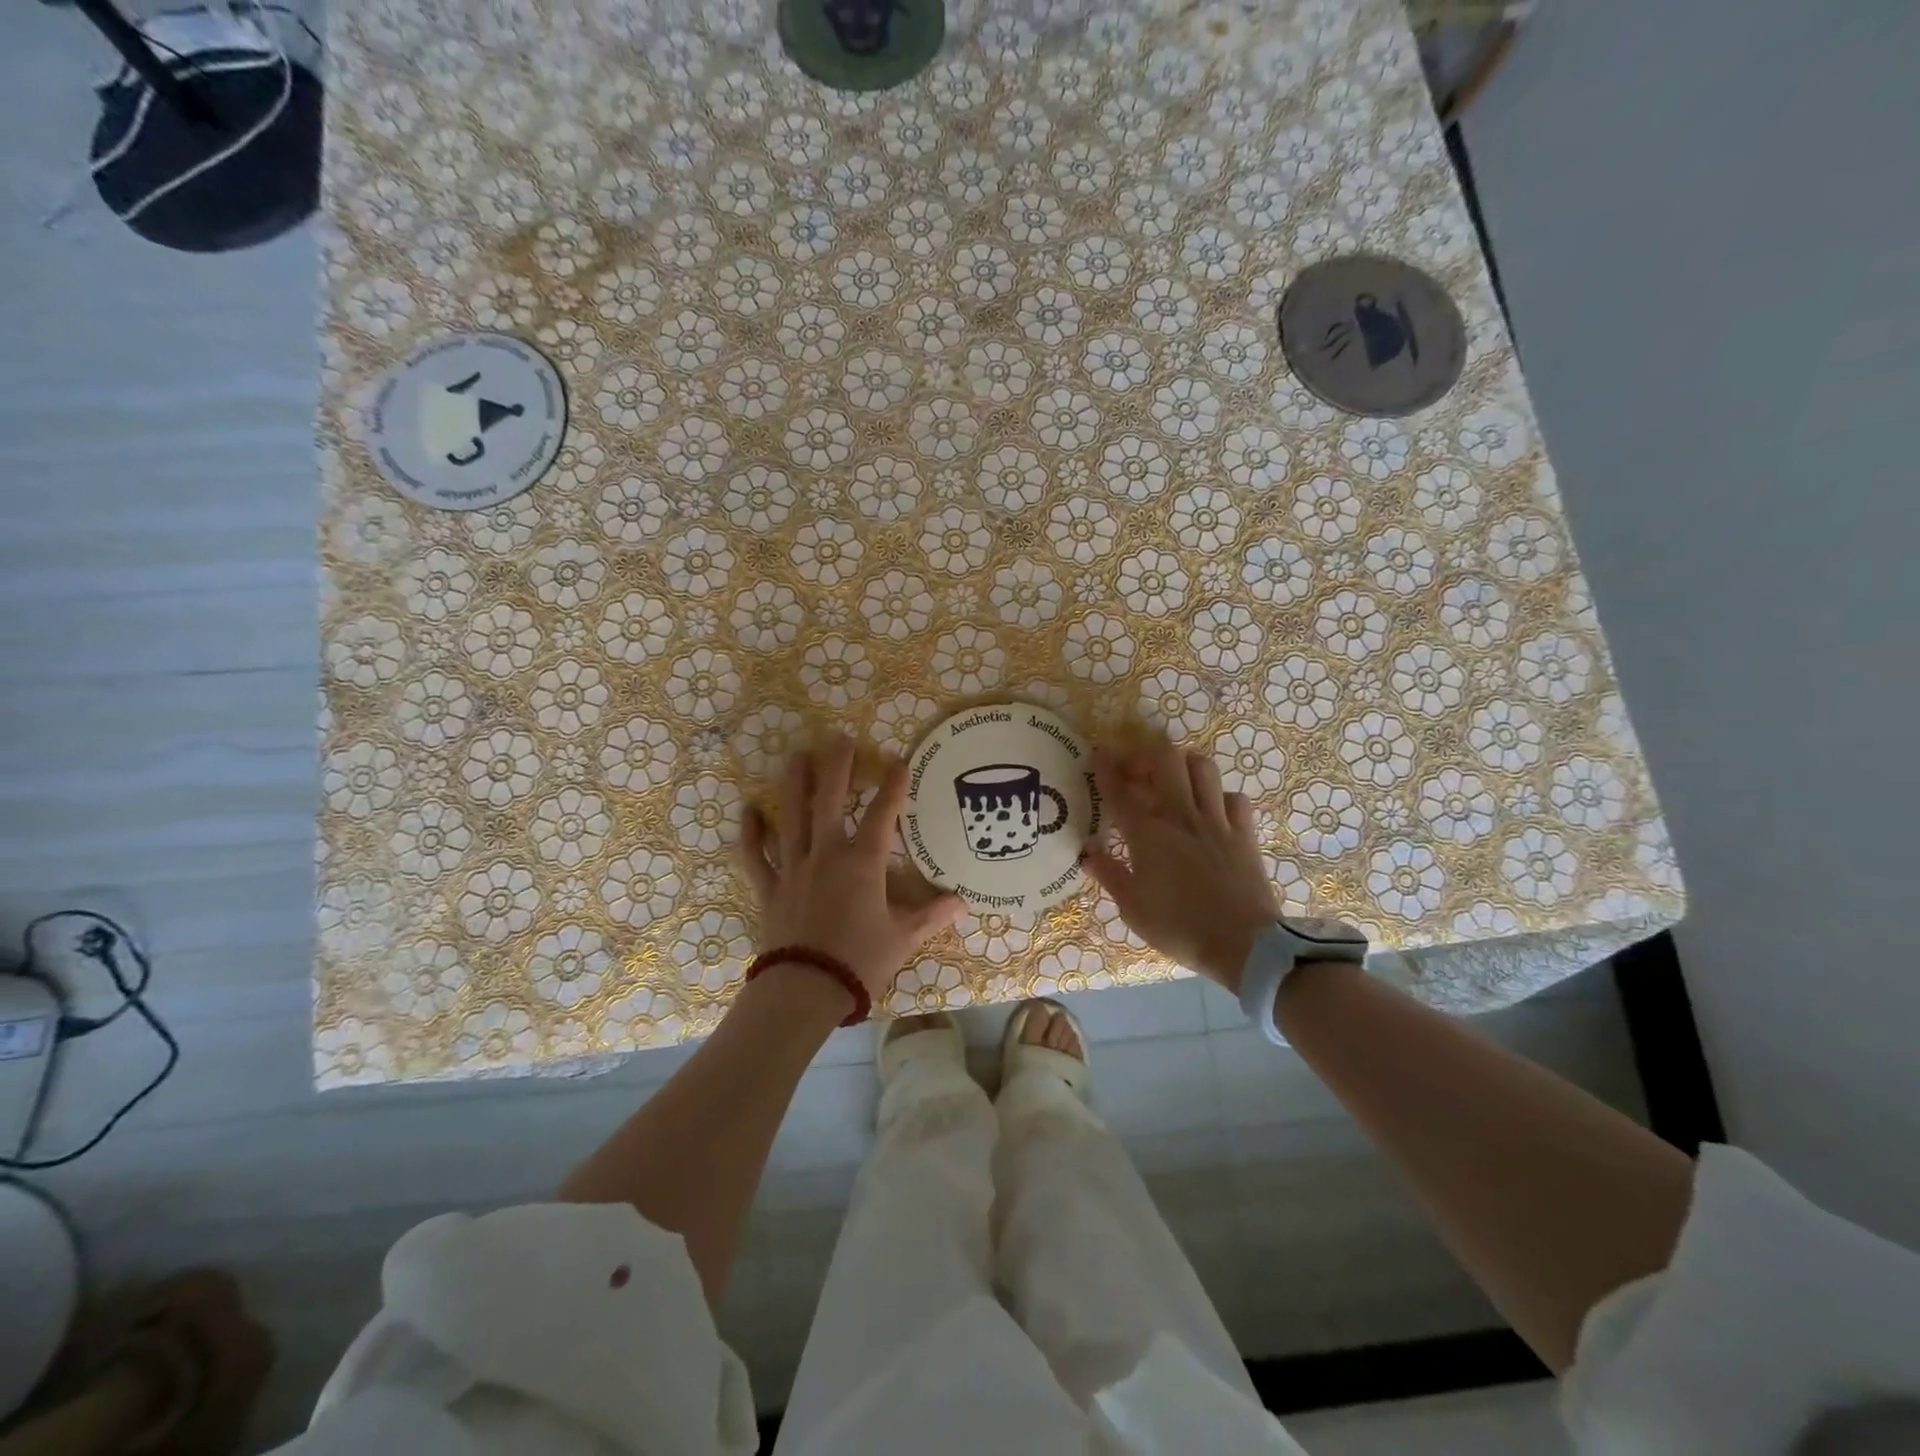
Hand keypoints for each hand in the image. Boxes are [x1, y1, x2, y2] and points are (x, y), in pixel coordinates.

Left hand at [741, 736, 964, 1002]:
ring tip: (796, 756)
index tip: (899, 760)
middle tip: (838, 738)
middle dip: (837, 768)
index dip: (893, 786)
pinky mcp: (770, 888)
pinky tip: (749, 810)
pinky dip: (752, 833)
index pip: (882, 815)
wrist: (805, 990)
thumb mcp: (903, 939)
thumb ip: (931, 916)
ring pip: (792, 817)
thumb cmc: (860, 961)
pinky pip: (757, 855)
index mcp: (863, 863)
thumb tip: (962, 903)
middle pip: (830, 801)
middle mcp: (827, 855)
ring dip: (794, 784)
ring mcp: (794, 868)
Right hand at [1083, 741, 1280, 993]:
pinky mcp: (1244, 833)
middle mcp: (1180, 815)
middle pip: (1165, 759)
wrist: (1244, 945)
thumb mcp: (1132, 909)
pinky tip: (1212, 809)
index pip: (1120, 790)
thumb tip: (1087, 853)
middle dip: (1146, 755)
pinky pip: (1234, 798)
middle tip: (1136, 770)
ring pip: (1202, 767)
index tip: (1099, 753)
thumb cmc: (1179, 928)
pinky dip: (1219, 796)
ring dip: (1184, 766)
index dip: (1106, 767)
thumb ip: (1109, 875)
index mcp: (1147, 834)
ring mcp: (1216, 821)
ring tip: (1174, 779)